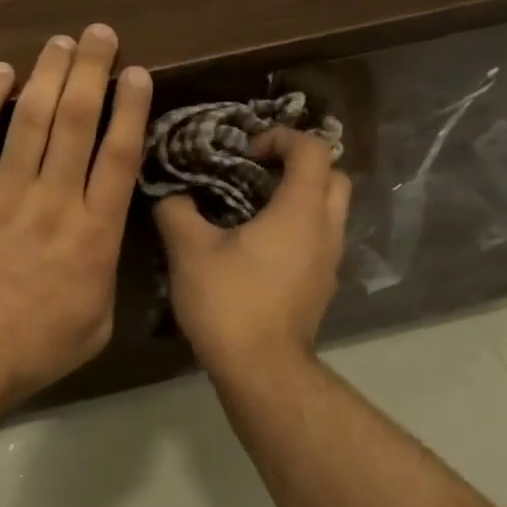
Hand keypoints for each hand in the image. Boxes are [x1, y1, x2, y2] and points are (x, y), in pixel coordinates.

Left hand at [0, 24, 152, 414]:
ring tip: (60, 41)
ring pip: (30, 120)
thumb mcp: (97, 323)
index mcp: (95, 234)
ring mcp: (5, 195)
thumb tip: (106, 242)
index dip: (130, 108)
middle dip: (92, 71)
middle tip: (99, 34)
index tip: (136, 73)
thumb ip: (107, 273)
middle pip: (78, 122)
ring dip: (47, 74)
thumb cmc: (36, 350)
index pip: (119, 156)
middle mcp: (56, 202)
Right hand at [154, 128, 350, 378]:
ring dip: (301, 198)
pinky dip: (299, 229)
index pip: (312, 149)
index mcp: (300, 210)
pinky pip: (320, 240)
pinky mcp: (321, 286)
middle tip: (259, 173)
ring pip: (330, 211)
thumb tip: (172, 195)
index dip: (281, 137)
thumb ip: (177, 211)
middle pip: (333, 177)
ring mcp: (329, 261)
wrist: (261, 369)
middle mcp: (326, 229)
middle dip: (300, 165)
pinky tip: (260, 248)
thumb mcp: (189, 251)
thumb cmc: (229, 302)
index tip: (247, 150)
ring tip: (256, 208)